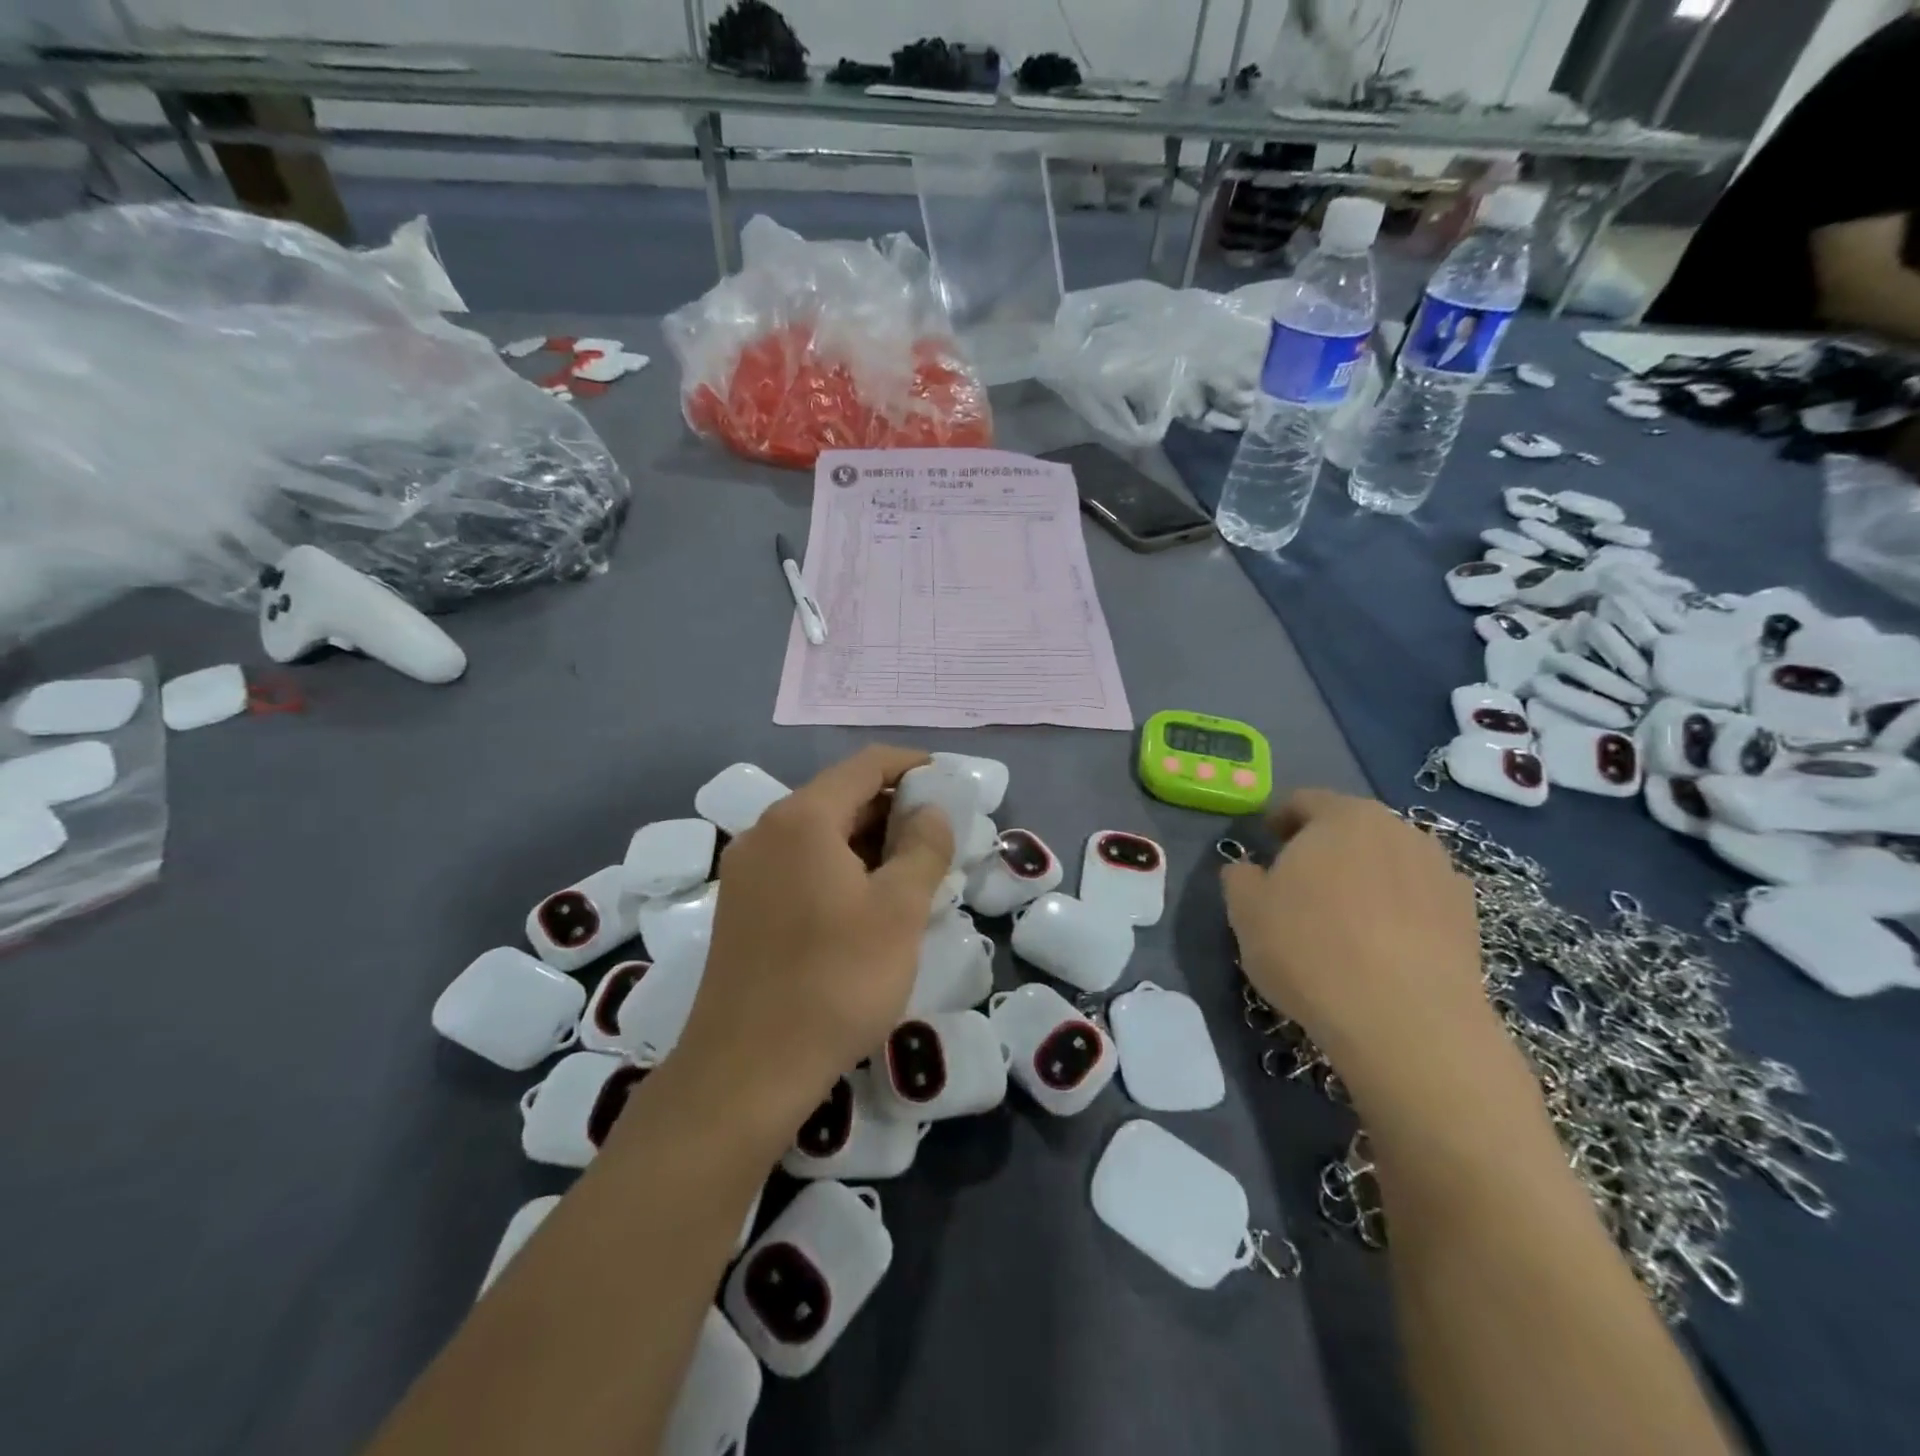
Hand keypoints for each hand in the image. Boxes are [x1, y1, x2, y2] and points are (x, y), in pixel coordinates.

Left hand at [669, 745, 953, 1139]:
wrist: (746, 1071)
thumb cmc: (835, 981)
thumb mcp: (899, 911)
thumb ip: (924, 848)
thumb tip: (932, 811)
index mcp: (802, 818)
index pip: (866, 765)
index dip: (912, 766)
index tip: (949, 784)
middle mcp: (766, 831)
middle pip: (840, 796)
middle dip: (893, 808)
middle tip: (940, 836)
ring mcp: (747, 870)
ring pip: (820, 834)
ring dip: (869, 841)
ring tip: (913, 870)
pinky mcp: (742, 906)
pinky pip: (800, 864)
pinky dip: (840, 867)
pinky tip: (868, 902)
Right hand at [1221, 790, 1502, 1116]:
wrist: (1407, 1022)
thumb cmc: (1310, 949)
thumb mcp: (1246, 911)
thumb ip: (1240, 877)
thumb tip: (1249, 870)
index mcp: (1342, 816)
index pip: (1304, 801)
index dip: (1280, 820)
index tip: (1267, 844)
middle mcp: (1398, 829)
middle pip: (1352, 827)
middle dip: (1325, 848)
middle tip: (1300, 882)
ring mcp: (1441, 871)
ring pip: (1390, 862)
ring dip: (1366, 877)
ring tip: (1345, 917)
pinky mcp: (1469, 916)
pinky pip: (1420, 899)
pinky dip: (1399, 910)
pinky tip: (1383, 946)